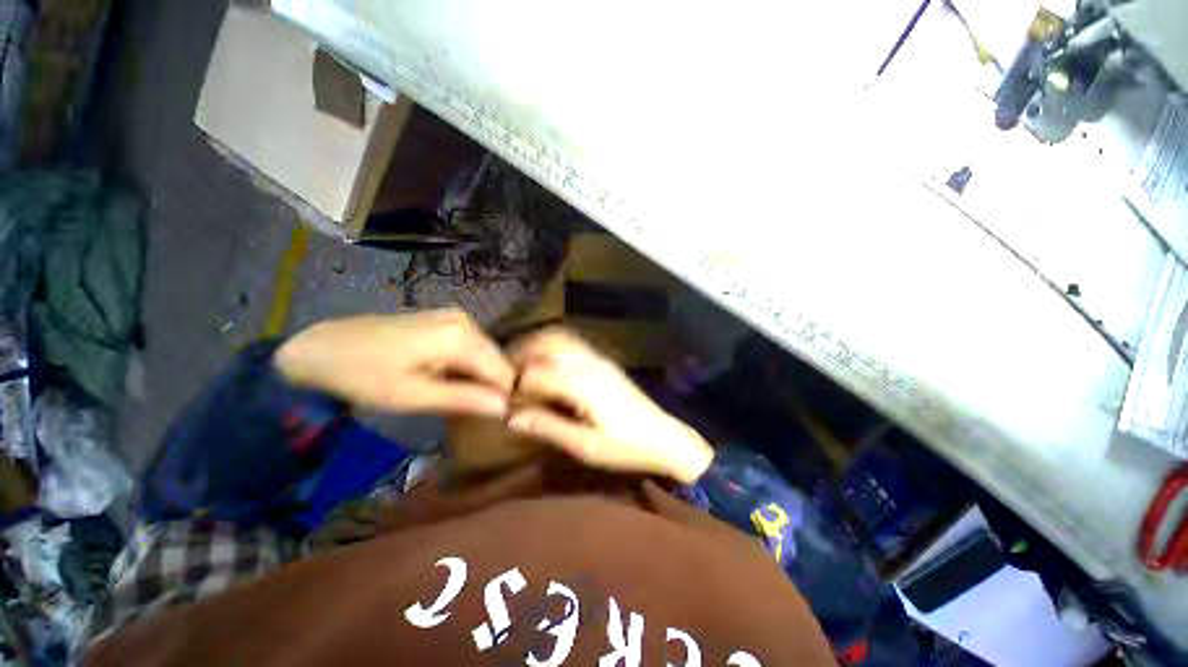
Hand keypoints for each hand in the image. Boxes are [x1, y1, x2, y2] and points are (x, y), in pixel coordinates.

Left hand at [274, 310, 514, 417]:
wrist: (321, 346)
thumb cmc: (364, 376)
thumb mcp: (414, 396)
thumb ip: (464, 399)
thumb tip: (506, 408)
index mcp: (460, 337)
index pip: (503, 371)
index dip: (506, 397)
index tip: (499, 419)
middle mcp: (466, 321)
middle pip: (498, 360)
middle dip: (495, 386)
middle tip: (480, 413)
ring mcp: (457, 317)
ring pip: (488, 354)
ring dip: (483, 377)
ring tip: (468, 399)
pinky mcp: (448, 320)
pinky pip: (473, 347)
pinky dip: (471, 366)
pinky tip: (456, 380)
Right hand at [506, 328, 713, 483]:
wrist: (664, 437)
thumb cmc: (625, 447)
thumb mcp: (585, 445)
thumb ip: (548, 427)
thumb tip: (511, 417)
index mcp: (582, 384)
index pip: (536, 372)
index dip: (515, 383)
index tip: (505, 399)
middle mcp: (588, 363)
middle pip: (546, 343)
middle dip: (520, 354)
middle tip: (505, 375)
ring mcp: (598, 358)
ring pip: (559, 337)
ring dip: (536, 345)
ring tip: (521, 366)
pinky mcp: (604, 361)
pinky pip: (572, 342)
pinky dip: (552, 346)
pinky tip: (547, 364)